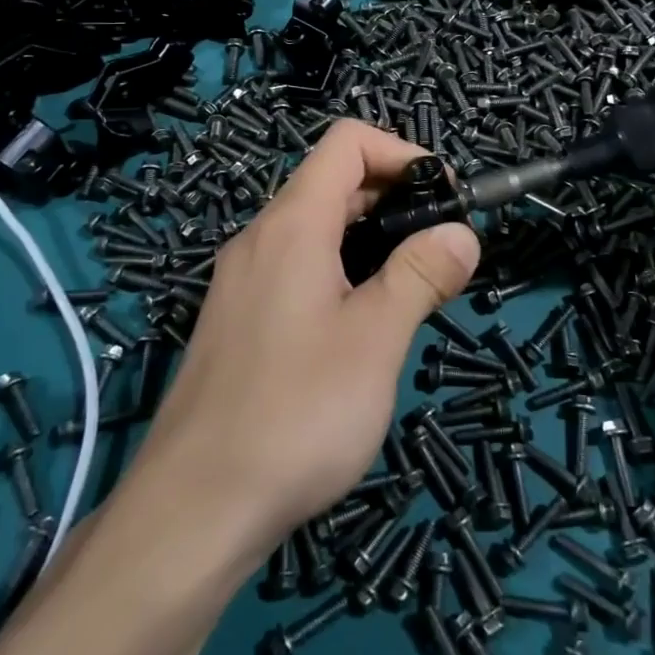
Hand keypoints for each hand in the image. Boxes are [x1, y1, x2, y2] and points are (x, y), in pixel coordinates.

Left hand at [130, 121, 480, 561]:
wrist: (194, 510)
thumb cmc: (296, 413)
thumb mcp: (376, 339)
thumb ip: (420, 274)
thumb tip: (461, 232)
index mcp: (292, 224)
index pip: (347, 143)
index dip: (403, 154)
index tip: (446, 197)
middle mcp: (260, 239)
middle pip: (333, 183)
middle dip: (395, 199)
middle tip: (440, 249)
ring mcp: (242, 281)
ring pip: (316, 230)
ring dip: (371, 240)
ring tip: (412, 289)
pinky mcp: (237, 321)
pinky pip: (297, 269)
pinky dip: (341, 272)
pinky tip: (362, 327)